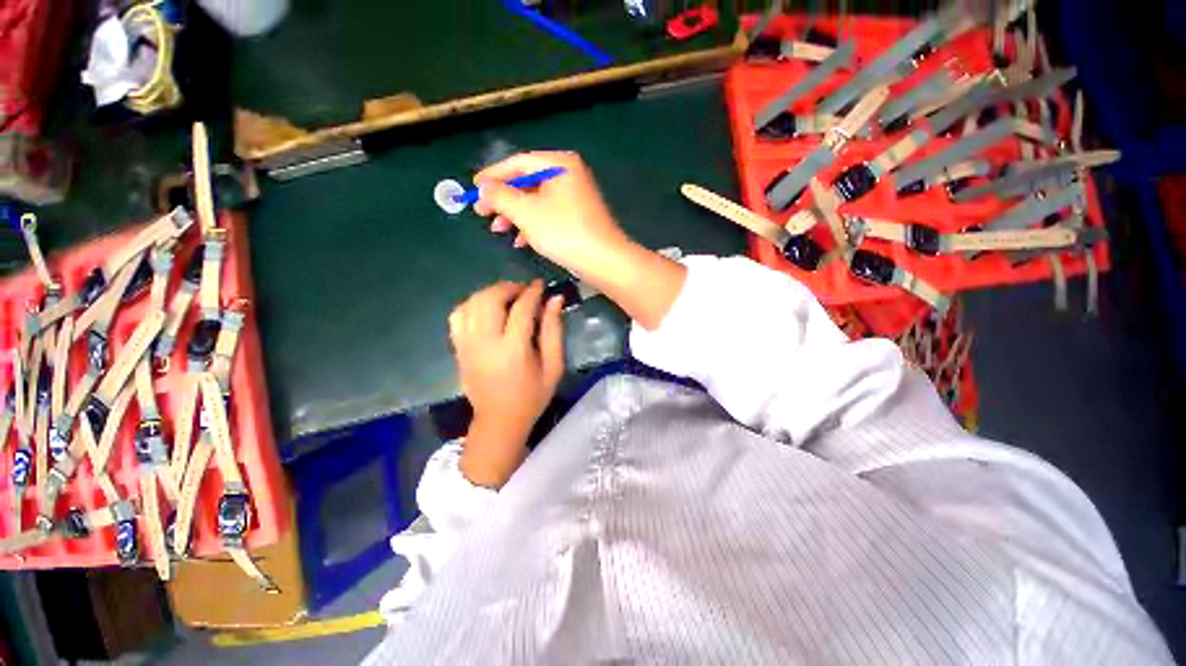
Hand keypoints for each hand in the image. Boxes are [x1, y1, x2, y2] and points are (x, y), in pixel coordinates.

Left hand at [449, 280, 564, 487]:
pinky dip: (471, 304)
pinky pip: (458, 315)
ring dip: (490, 292)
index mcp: (513, 350)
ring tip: (507, 296)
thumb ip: (554, 330)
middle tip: (524, 290)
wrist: (499, 420)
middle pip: (490, 299)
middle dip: (509, 287)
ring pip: (471, 303)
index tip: (541, 285)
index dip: (533, 292)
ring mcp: (467, 345)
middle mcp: (485, 343)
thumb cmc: (532, 396)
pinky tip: (486, 308)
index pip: (521, 309)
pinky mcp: (458, 348)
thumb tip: (555, 299)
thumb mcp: (553, 366)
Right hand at [473, 151, 630, 280]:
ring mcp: (575, 198)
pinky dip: (532, 226)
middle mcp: (569, 176)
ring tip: (497, 230)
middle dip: (503, 199)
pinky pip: (548, 216)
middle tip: (481, 212)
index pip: (519, 163)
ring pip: (536, 202)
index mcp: (560, 164)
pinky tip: (519, 241)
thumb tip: (484, 187)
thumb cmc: (564, 232)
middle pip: (527, 182)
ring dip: (515, 215)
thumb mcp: (526, 213)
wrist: (604, 261)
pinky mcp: (578, 218)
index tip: (473, 188)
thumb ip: (500, 196)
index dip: (493, 175)